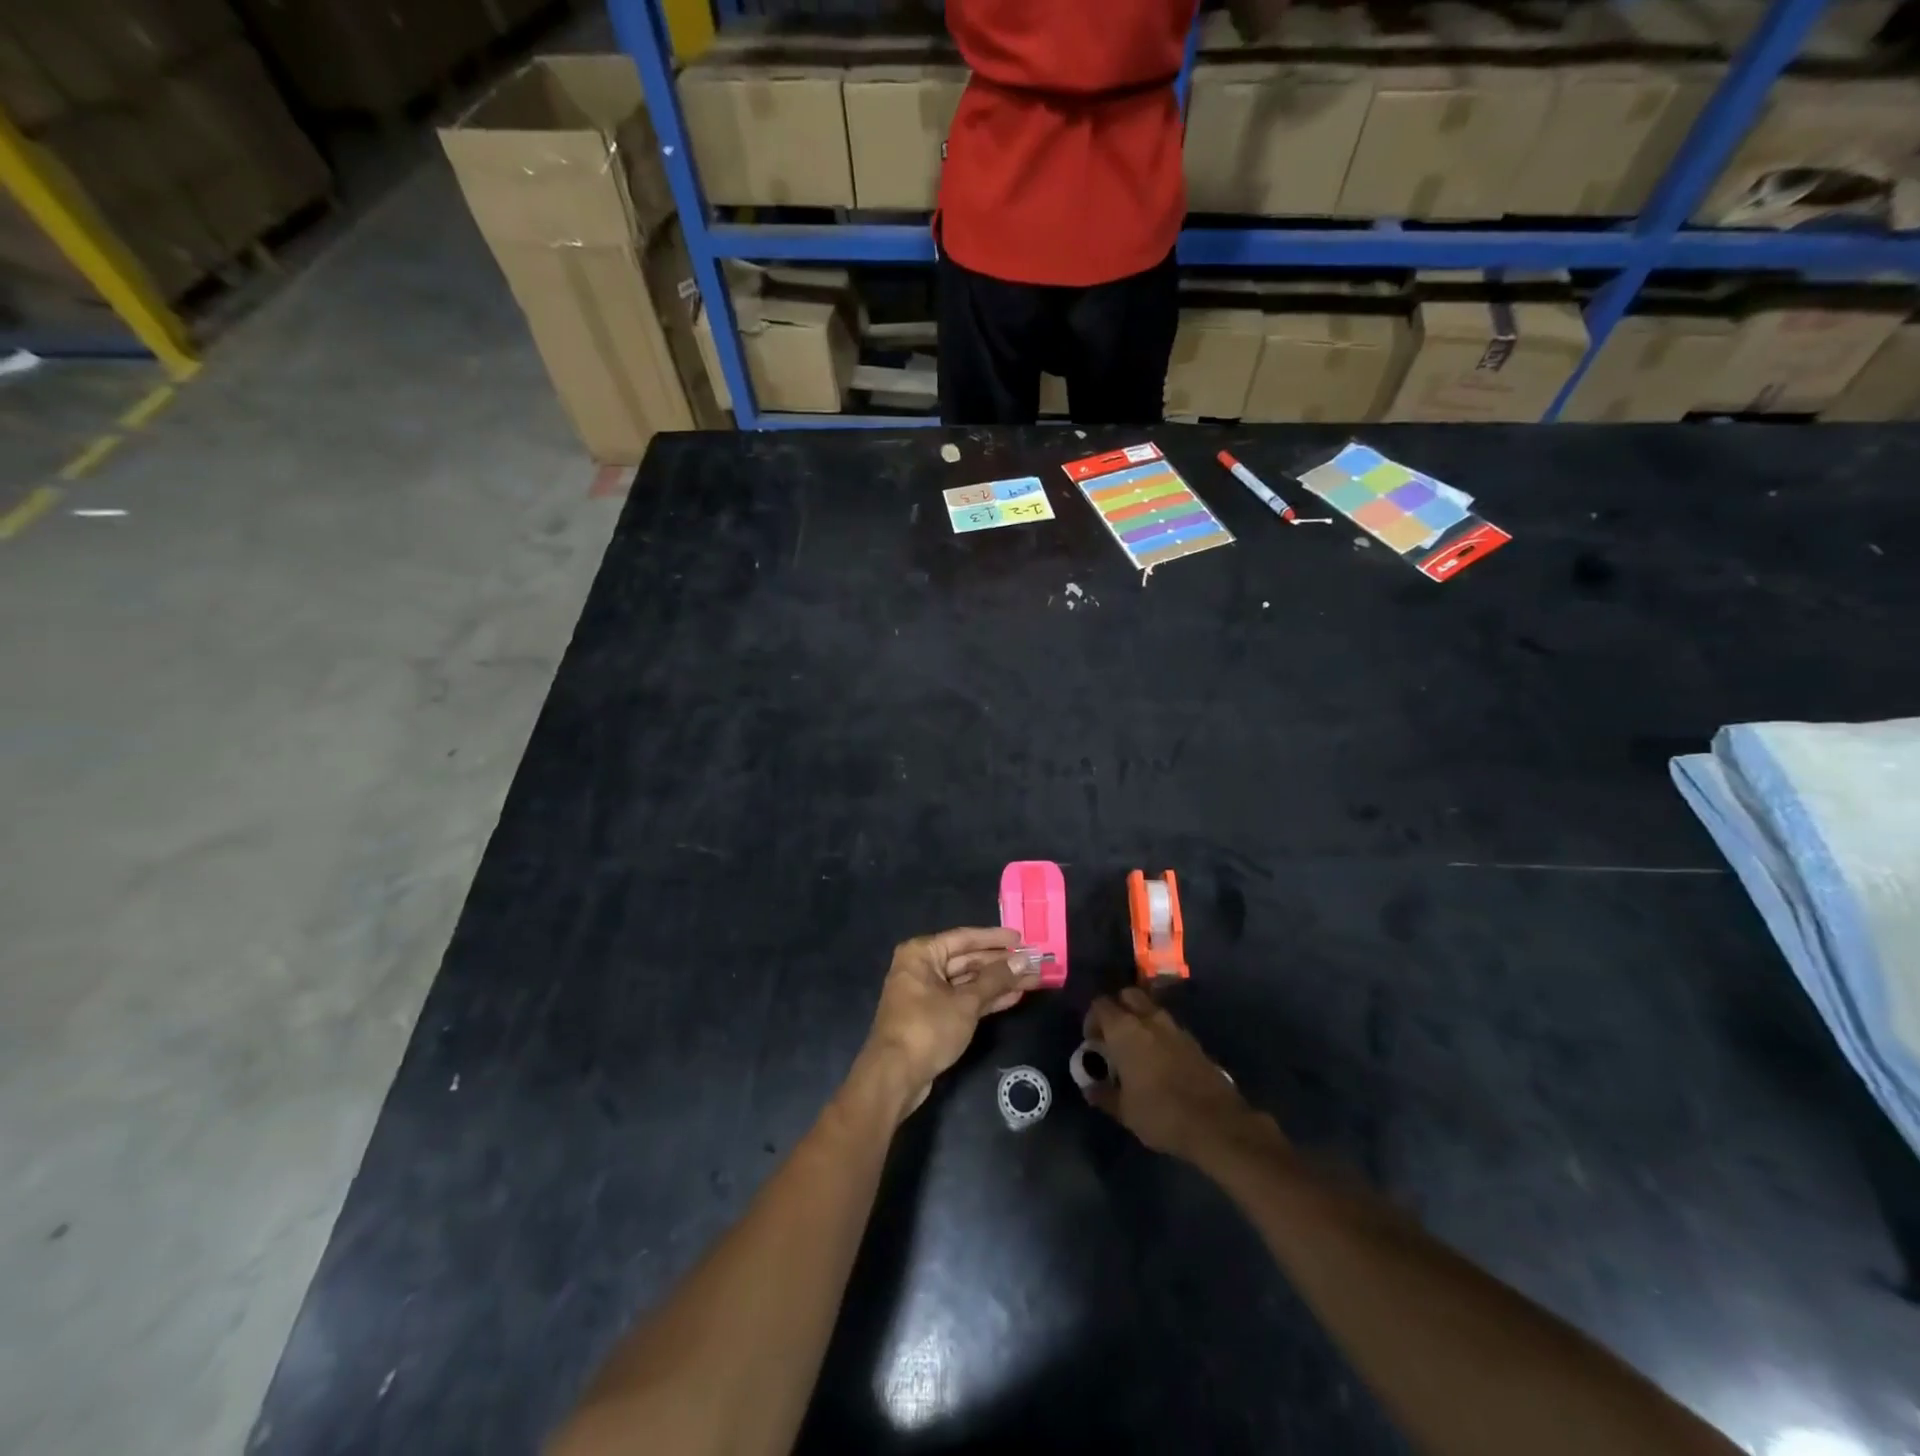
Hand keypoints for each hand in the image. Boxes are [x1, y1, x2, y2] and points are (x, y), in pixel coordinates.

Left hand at [860, 927, 1041, 1117]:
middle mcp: (922, 967)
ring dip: (998, 982)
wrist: (895, 1076)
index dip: (995, 939)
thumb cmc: (927, 1028)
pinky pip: (963, 999)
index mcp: (922, 953)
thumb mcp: (965, 1002)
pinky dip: (986, 999)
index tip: (1021, 939)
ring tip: (1031, 980)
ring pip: (968, 982)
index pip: (965, 938)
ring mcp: (927, 993)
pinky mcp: (933, 1016)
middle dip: (1001, 964)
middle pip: (968, 960)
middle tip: (1033, 963)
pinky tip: (1013, 997)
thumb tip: (1023, 962)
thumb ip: (995, 980)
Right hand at [1082, 989, 1270, 1161]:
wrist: (1216, 1124)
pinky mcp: (1194, 1041)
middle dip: (1118, 1009)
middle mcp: (1149, 1019)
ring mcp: (1175, 1028)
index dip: (1092, 1019)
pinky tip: (1159, 1061)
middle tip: (1113, 1036)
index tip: (1092, 1042)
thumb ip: (1103, 1094)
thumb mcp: (1124, 1111)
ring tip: (1136, 1049)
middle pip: (1128, 996)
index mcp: (1125, 1030)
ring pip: (1151, 1009)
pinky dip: (1159, 1034)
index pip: (1100, 1005)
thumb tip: (1090, 1088)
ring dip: (1140, 1020)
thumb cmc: (1160, 1114)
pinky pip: (1169, 1027)